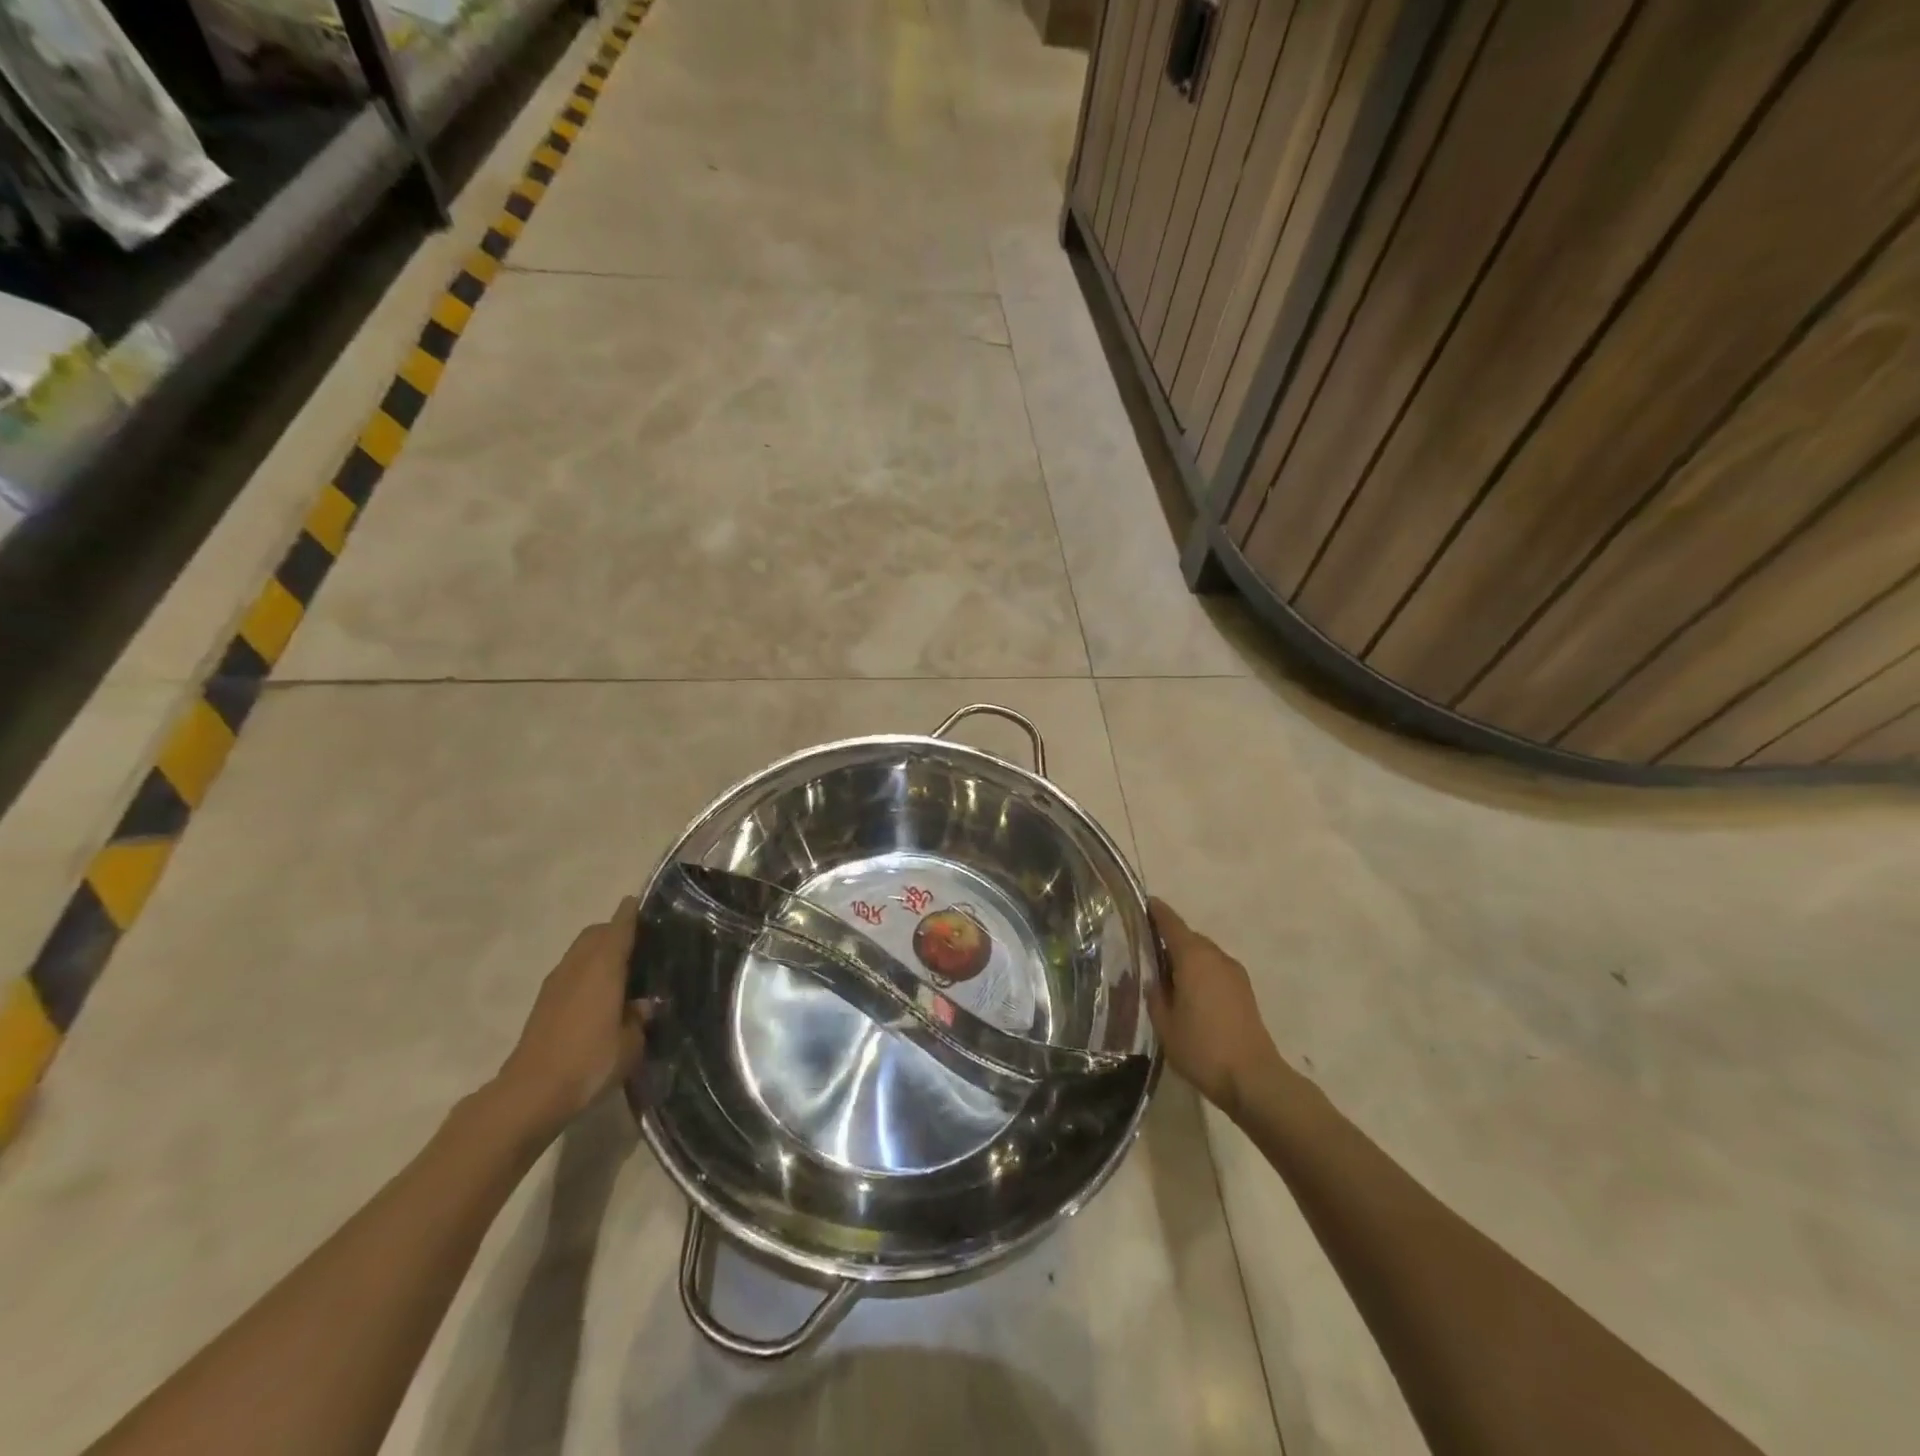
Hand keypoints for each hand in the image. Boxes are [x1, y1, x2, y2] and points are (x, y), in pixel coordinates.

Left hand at [496, 897, 652, 1136]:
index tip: (643, 904)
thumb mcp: (631, 1044)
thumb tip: (643, 1005)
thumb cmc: (590, 1060)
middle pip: (595, 933)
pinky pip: (570, 973)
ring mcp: (556, 983)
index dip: (632, 913)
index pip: (620, 926)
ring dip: (597, 953)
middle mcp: (578, 965)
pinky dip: (585, 973)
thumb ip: (639, 1018)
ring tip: (620, 972)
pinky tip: (599, 997)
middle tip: (639, 945)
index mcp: (603, 966)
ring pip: (580, 952)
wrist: (531, 1093)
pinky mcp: (542, 1003)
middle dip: (614, 931)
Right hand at [1147, 899, 1281, 1120]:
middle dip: (1168, 938)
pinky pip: (1215, 969)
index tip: (1143, 903)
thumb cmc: (1202, 1048)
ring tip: (1165, 975)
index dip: (1156, 912)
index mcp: (1193, 957)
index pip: (1170, 923)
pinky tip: (1188, 992)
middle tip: (1145, 949)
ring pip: (1203, 954)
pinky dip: (1199, 971)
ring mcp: (1234, 973)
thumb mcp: (1164, 1022)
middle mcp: (1216, 956)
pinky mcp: (1244, 990)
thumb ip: (1155, 994)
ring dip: (1185, 957)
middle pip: (1188, 937)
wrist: (1253, 1078)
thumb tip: (1154, 978)